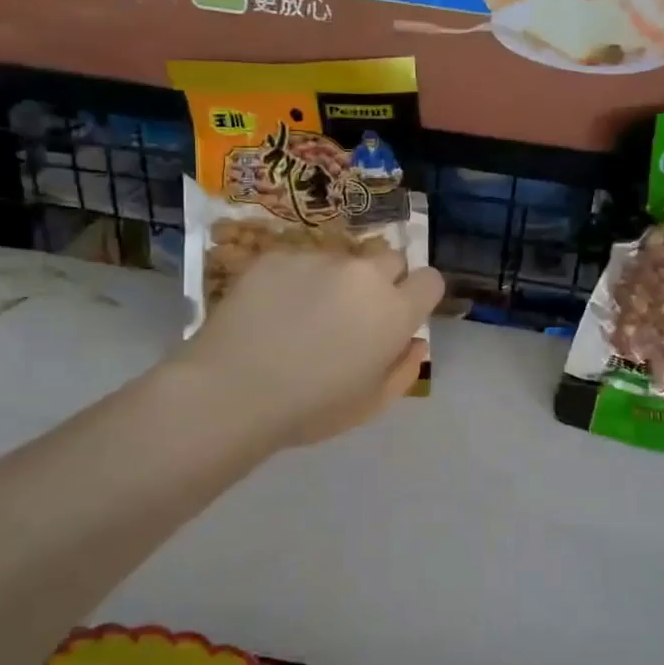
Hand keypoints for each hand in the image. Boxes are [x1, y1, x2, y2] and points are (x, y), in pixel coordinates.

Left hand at [177, 248, 443, 448]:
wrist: (232, 391)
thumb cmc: (311, 408)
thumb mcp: (371, 404)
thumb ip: (404, 368)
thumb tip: (414, 342)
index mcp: (394, 311)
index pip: (430, 280)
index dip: (418, 296)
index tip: (400, 315)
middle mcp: (363, 274)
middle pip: (390, 260)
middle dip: (382, 281)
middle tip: (353, 314)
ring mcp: (318, 259)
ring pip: (341, 261)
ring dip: (334, 281)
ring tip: (301, 317)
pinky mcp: (277, 256)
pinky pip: (299, 262)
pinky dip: (293, 281)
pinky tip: (270, 312)